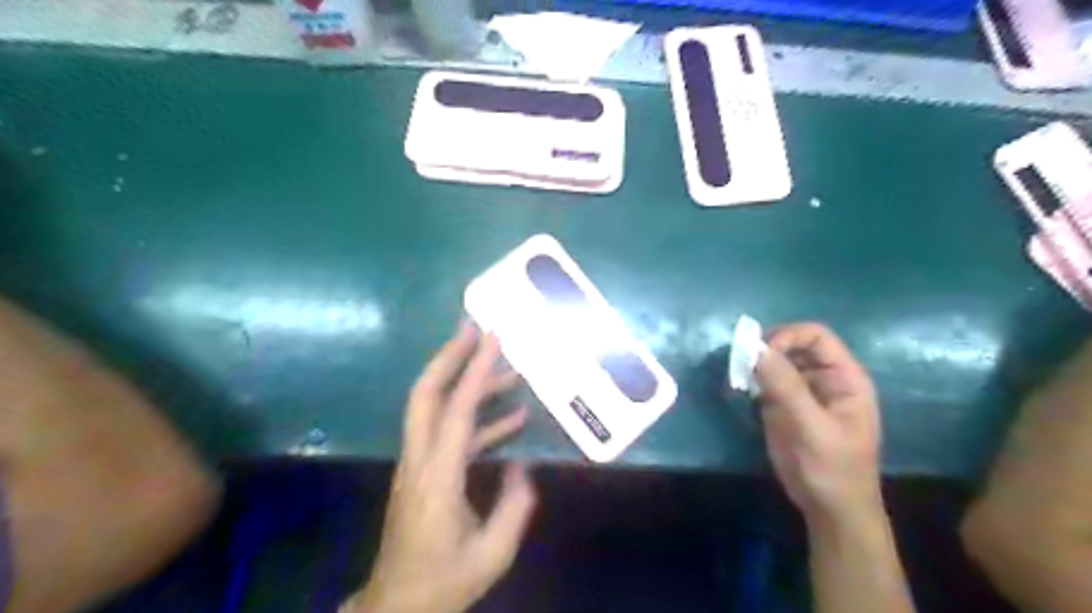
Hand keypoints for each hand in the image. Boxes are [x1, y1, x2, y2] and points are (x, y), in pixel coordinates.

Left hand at [343, 325, 538, 611]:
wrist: (398, 604)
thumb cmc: (445, 580)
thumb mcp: (492, 552)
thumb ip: (515, 505)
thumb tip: (523, 465)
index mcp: (437, 478)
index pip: (455, 411)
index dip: (475, 371)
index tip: (491, 338)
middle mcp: (420, 460)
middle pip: (425, 394)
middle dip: (450, 356)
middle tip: (476, 329)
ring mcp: (419, 463)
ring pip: (435, 407)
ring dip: (467, 381)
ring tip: (507, 366)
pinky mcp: (425, 470)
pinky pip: (449, 431)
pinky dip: (477, 416)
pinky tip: (512, 417)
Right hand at [756, 322, 880, 523]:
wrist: (829, 510)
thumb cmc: (833, 469)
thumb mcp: (811, 428)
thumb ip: (786, 387)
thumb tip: (756, 349)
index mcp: (844, 378)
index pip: (816, 336)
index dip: (788, 336)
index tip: (760, 353)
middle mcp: (823, 378)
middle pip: (793, 344)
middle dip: (767, 348)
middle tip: (742, 362)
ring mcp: (802, 391)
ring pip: (776, 361)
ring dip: (755, 363)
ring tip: (738, 375)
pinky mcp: (783, 405)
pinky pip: (766, 380)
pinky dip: (751, 379)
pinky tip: (740, 388)